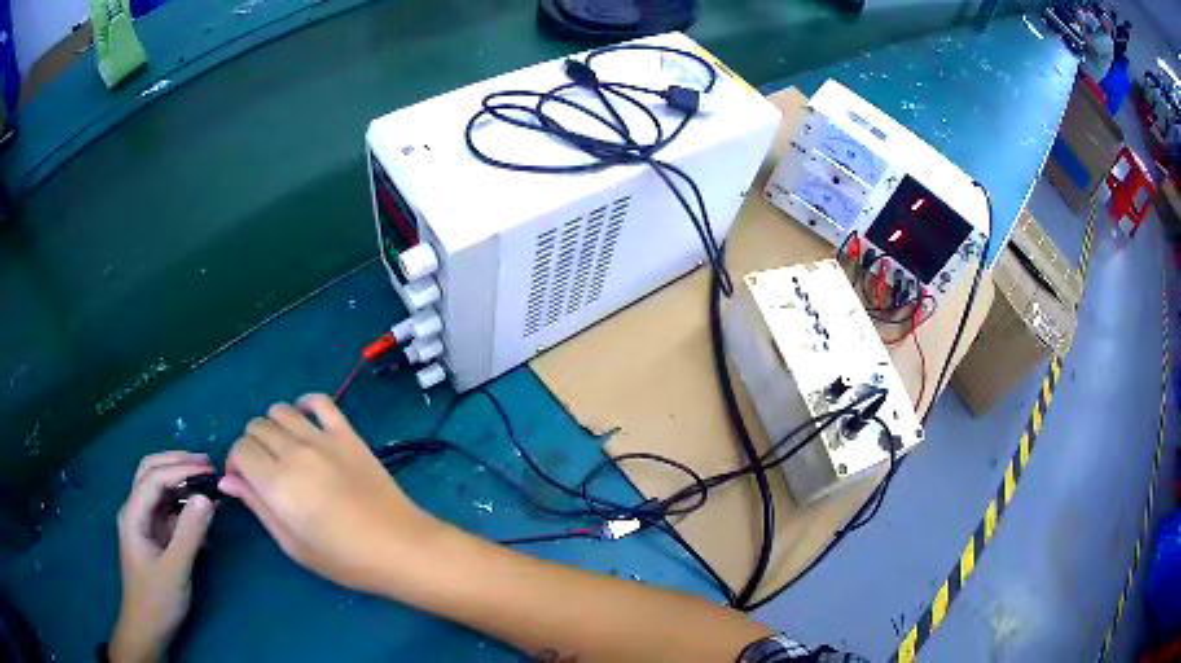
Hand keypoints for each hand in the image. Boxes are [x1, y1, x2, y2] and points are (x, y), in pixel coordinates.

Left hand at [110, 452, 216, 662]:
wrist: (147, 629)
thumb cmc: (157, 601)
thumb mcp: (176, 570)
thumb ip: (189, 534)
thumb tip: (206, 498)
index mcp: (133, 514)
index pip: (155, 478)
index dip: (181, 469)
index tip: (210, 471)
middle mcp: (135, 511)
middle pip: (151, 473)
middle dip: (177, 463)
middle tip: (206, 465)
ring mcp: (143, 524)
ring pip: (158, 489)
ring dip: (180, 481)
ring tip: (206, 483)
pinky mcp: (154, 537)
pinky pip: (167, 510)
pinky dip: (183, 503)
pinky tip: (199, 511)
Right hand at [218, 394, 438, 592]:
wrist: (401, 547)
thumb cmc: (344, 559)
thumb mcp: (293, 545)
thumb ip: (257, 506)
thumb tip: (227, 480)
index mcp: (277, 482)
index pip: (240, 450)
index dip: (236, 464)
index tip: (244, 482)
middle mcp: (295, 452)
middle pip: (256, 427)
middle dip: (252, 447)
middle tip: (265, 472)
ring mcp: (323, 438)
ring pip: (281, 410)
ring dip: (273, 427)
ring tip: (284, 452)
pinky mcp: (348, 434)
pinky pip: (321, 401)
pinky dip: (306, 404)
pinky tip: (305, 423)